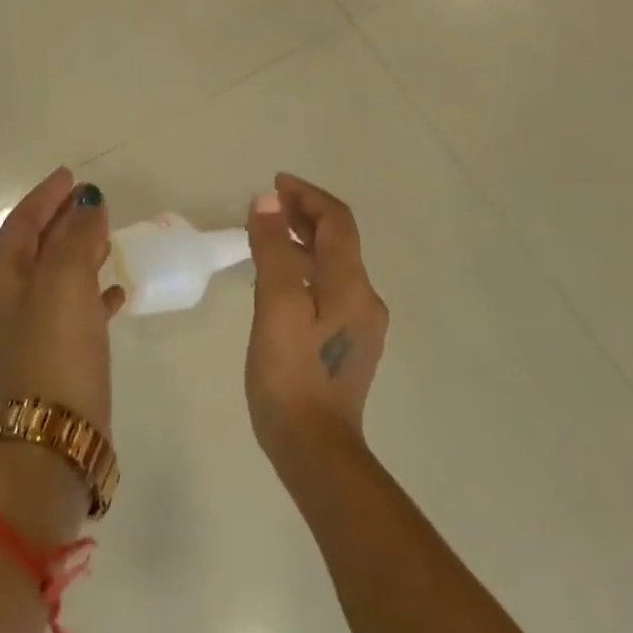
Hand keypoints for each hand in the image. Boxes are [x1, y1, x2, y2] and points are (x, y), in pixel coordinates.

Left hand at [0, 168, 125, 433]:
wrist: (57, 433)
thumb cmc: (57, 349)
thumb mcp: (65, 282)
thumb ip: (76, 238)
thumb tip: (87, 204)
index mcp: (5, 281)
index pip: (21, 225)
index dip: (44, 198)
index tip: (70, 176)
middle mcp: (13, 303)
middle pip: (37, 248)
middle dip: (62, 221)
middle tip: (90, 201)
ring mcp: (34, 331)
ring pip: (58, 277)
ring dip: (80, 252)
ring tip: (107, 236)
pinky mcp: (59, 356)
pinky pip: (77, 310)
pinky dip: (95, 293)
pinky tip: (119, 291)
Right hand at [244, 173, 387, 464]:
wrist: (315, 450)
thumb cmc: (291, 376)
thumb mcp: (276, 308)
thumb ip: (275, 251)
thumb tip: (270, 202)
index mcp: (351, 286)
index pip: (336, 222)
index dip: (307, 196)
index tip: (275, 183)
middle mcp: (364, 299)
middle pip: (339, 241)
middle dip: (306, 215)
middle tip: (268, 205)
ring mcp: (360, 325)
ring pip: (334, 266)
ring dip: (304, 242)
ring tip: (268, 237)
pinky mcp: (348, 345)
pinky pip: (329, 290)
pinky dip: (306, 270)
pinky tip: (281, 283)